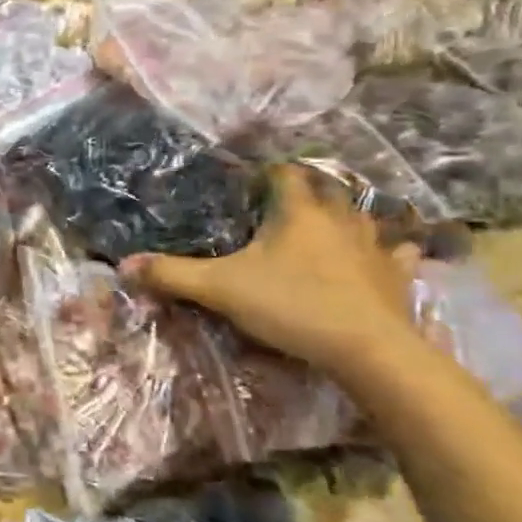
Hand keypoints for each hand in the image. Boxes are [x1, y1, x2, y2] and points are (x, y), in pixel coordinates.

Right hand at [121, 164, 422, 378]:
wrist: (367, 349)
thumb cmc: (291, 306)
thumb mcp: (221, 289)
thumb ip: (172, 275)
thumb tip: (122, 265)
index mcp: (297, 211)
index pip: (283, 173)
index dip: (265, 172)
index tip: (249, 183)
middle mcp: (339, 217)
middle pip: (325, 188)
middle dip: (306, 190)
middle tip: (282, 204)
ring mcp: (374, 244)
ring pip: (363, 215)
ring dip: (346, 214)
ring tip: (328, 224)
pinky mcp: (397, 274)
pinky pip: (399, 251)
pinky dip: (390, 249)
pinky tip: (385, 255)